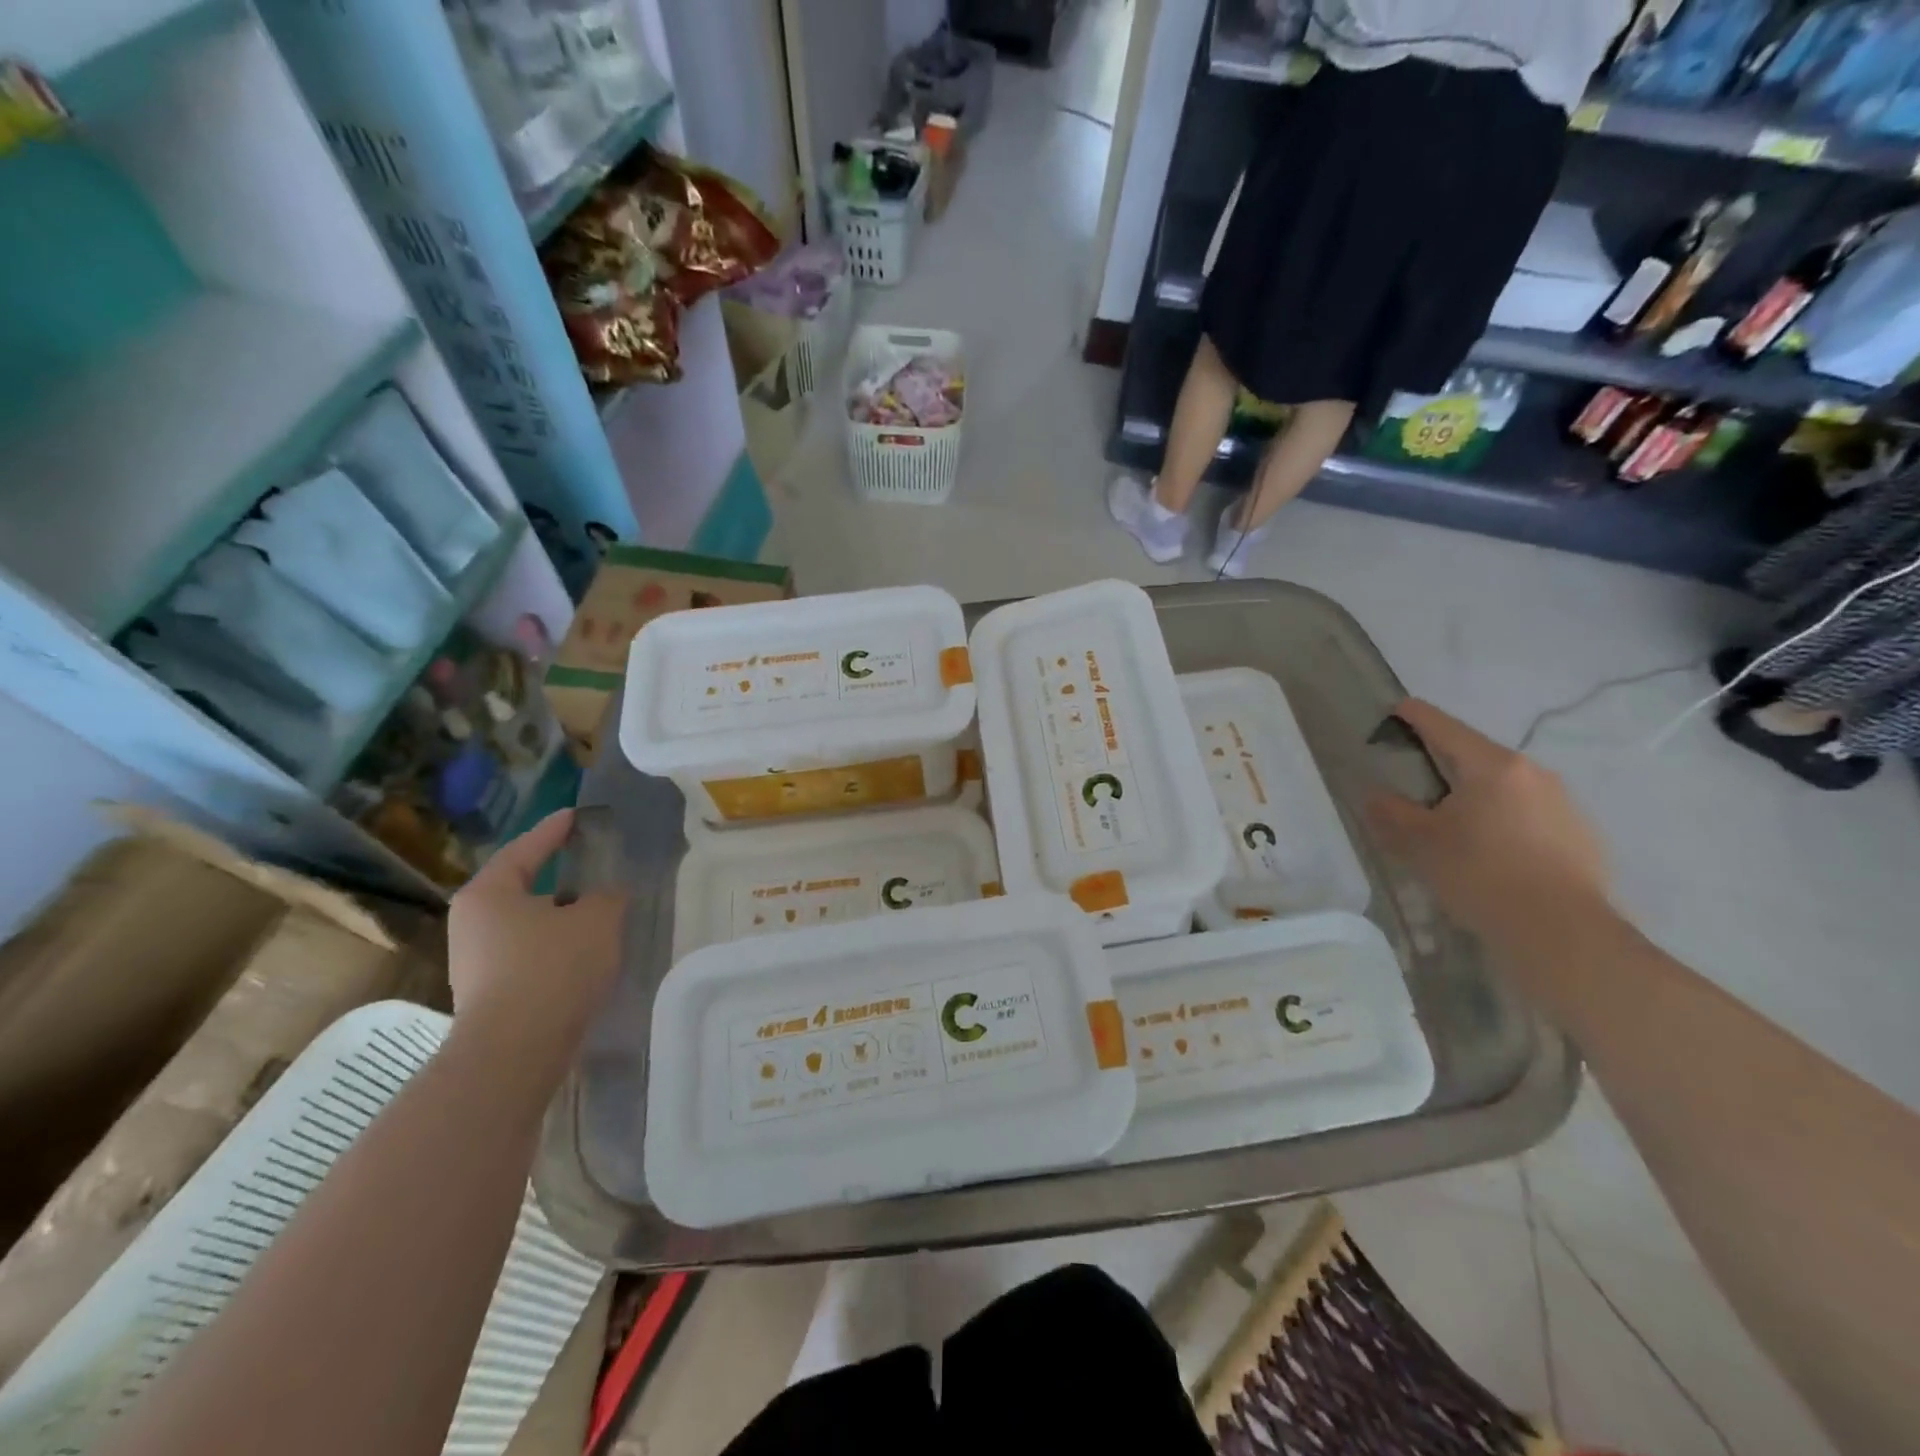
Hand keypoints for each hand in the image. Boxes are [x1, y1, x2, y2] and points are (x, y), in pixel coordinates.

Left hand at [447, 810, 626, 1086]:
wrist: (516, 1050)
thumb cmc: (553, 967)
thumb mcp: (597, 918)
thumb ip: (607, 897)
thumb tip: (605, 896)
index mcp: (488, 893)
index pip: (526, 849)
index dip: (555, 830)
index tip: (575, 816)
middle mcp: (473, 923)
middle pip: (523, 889)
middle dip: (560, 880)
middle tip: (593, 866)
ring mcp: (476, 962)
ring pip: (529, 926)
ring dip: (562, 919)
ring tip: (599, 913)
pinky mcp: (490, 994)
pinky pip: (530, 955)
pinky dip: (557, 948)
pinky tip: (586, 955)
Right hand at [1366, 699, 1609, 946]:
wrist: (1562, 933)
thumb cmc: (1480, 875)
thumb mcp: (1418, 843)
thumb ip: (1390, 812)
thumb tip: (1377, 794)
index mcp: (1491, 765)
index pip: (1443, 726)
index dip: (1414, 716)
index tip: (1394, 711)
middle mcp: (1533, 772)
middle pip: (1476, 755)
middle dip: (1442, 761)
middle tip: (1413, 781)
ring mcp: (1563, 802)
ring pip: (1504, 785)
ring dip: (1474, 792)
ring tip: (1450, 822)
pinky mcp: (1581, 834)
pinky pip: (1528, 812)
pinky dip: (1502, 818)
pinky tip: (1490, 851)